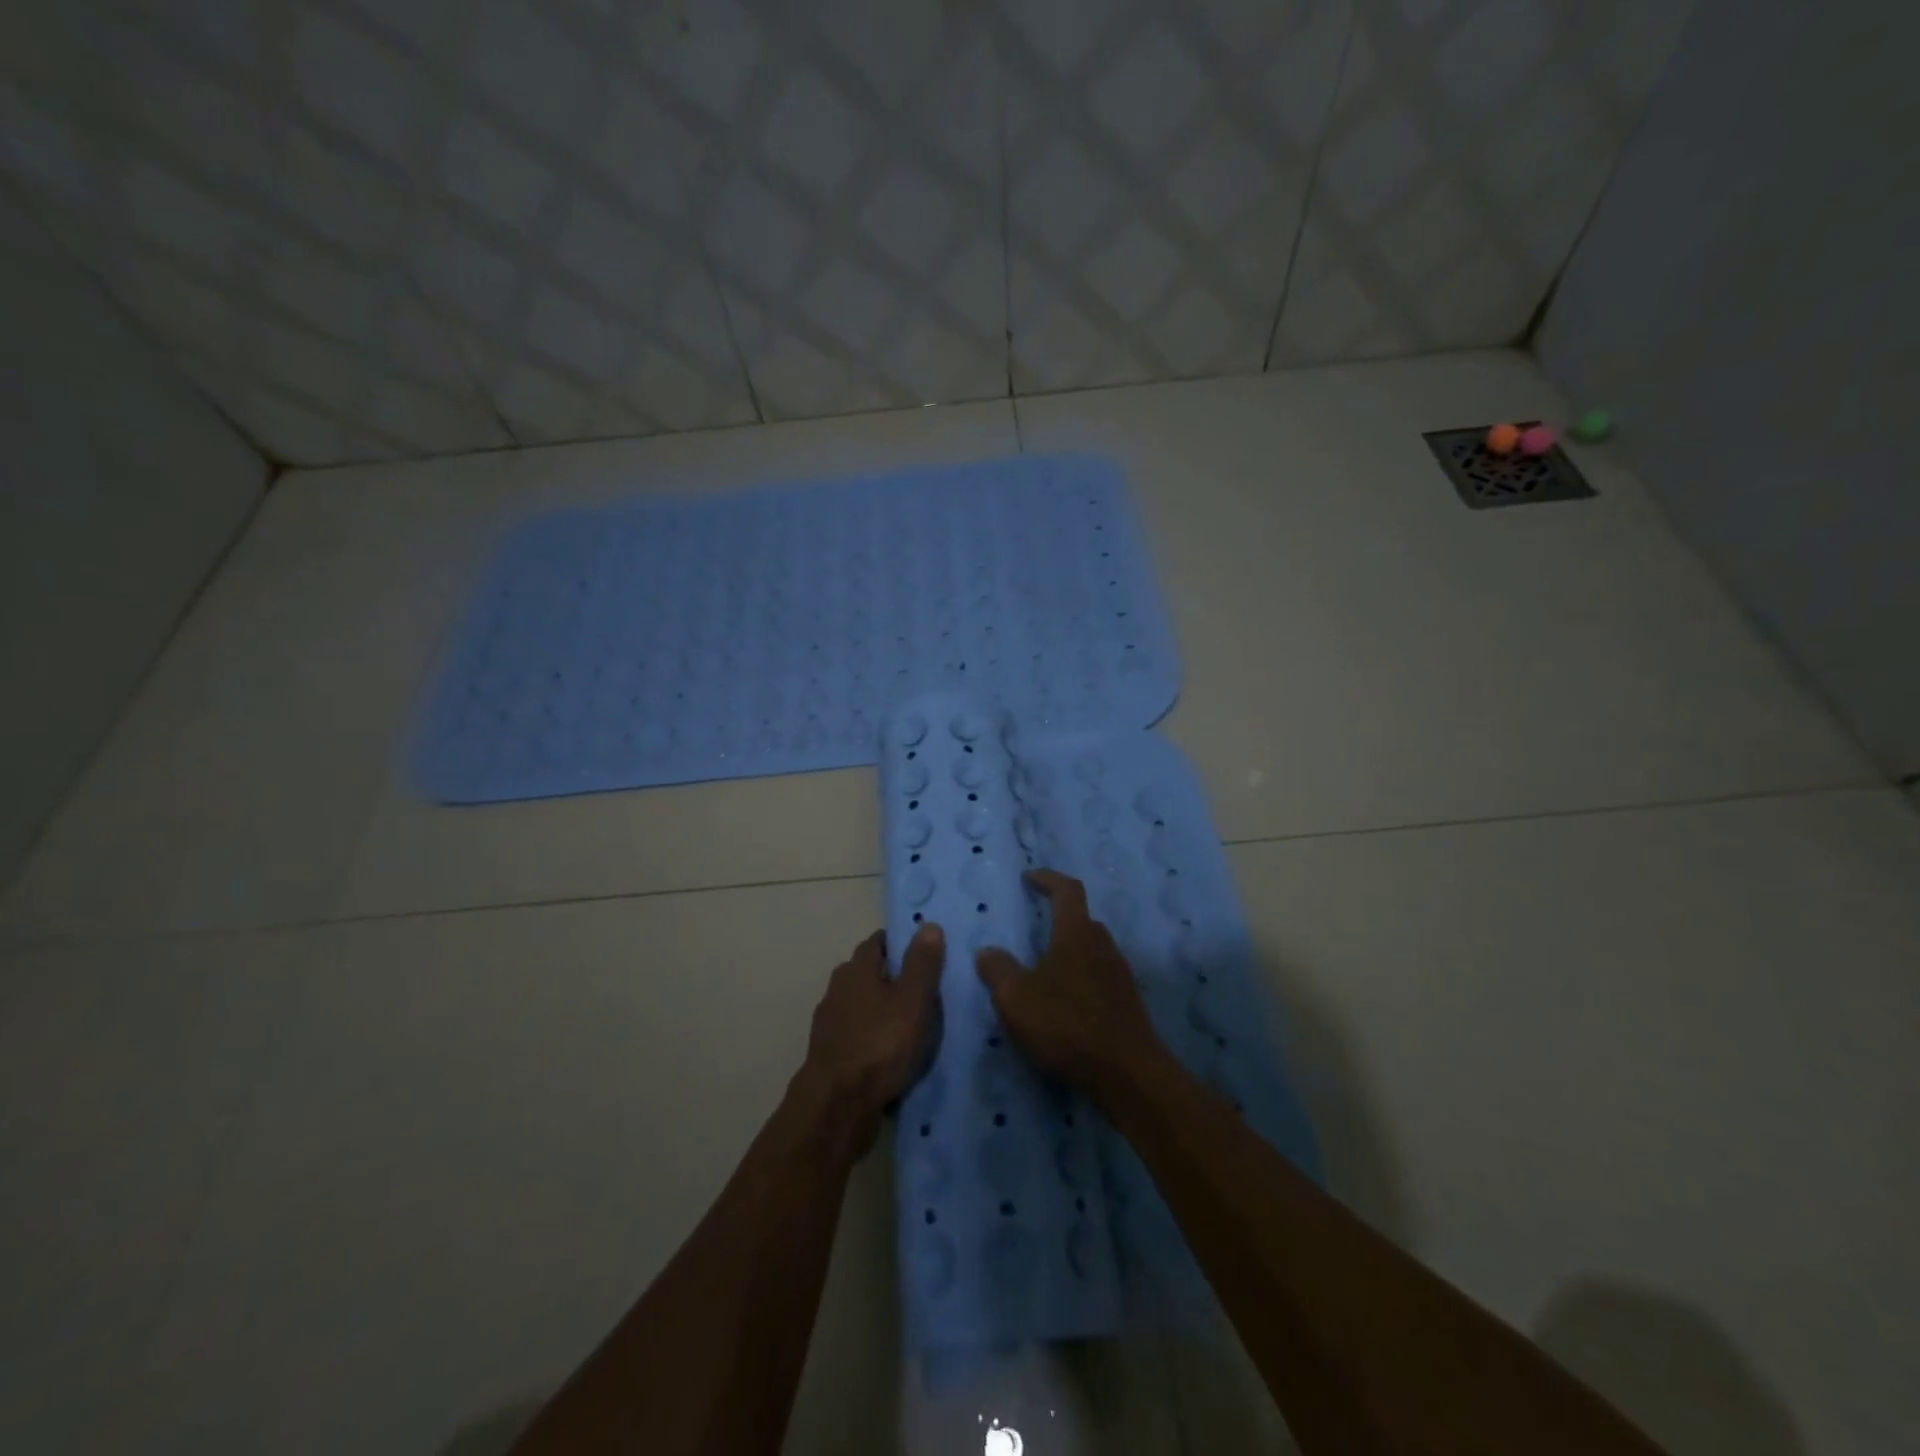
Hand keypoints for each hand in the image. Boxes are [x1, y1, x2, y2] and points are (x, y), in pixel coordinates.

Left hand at [799, 924, 944, 1155]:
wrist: (837, 1106)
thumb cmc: (880, 1044)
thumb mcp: (913, 1000)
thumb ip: (922, 963)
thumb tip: (928, 925)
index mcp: (856, 969)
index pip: (878, 941)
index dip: (901, 942)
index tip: (925, 950)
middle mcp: (837, 989)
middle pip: (868, 972)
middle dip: (893, 976)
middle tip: (925, 988)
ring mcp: (829, 1023)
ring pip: (862, 1005)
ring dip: (882, 1009)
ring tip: (912, 1022)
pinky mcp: (829, 1054)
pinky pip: (857, 1034)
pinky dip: (873, 1035)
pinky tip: (891, 1051)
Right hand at [975, 870, 1165, 1102]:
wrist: (1128, 1074)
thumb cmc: (1067, 1025)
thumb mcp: (1016, 998)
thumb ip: (997, 970)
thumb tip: (988, 951)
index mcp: (1076, 934)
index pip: (1066, 890)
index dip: (1048, 879)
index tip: (1029, 877)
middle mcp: (1103, 946)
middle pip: (1082, 920)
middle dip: (1059, 918)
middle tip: (1035, 928)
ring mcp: (1119, 975)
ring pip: (1092, 950)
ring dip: (1070, 952)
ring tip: (1045, 971)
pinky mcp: (1127, 1003)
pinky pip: (1100, 977)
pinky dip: (1080, 979)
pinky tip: (1065, 1005)